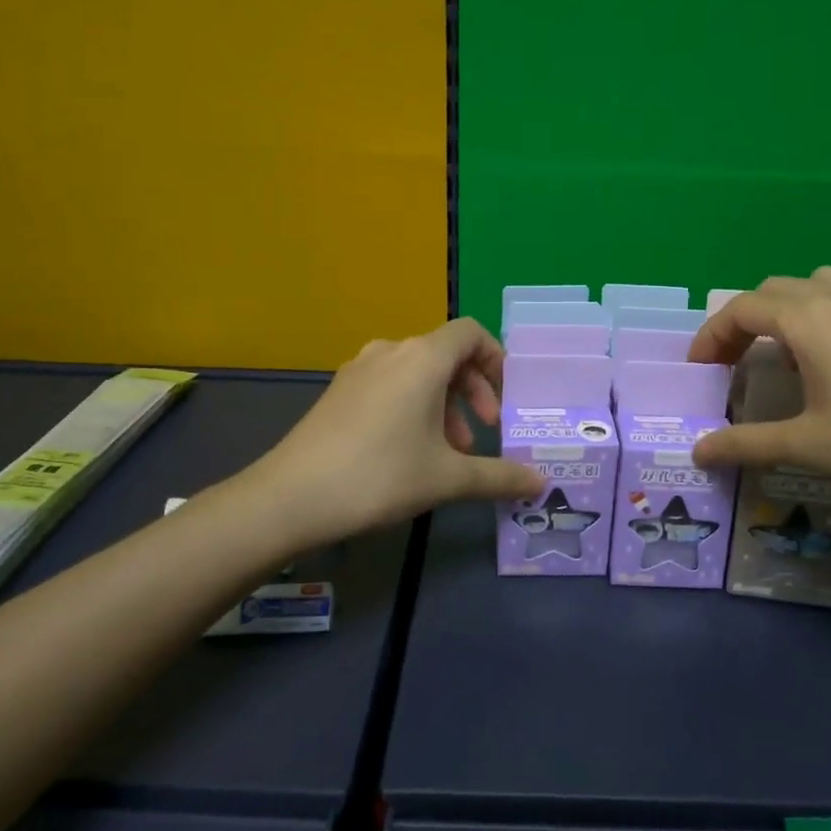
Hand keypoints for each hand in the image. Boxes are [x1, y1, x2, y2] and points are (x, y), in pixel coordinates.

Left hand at [252, 319, 543, 543]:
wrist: (291, 497)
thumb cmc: (380, 476)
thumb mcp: (447, 478)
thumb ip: (499, 476)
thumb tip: (539, 483)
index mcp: (422, 358)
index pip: (470, 333)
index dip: (495, 359)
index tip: (505, 399)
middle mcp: (390, 351)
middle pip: (445, 354)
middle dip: (472, 391)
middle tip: (482, 433)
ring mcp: (359, 369)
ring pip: (417, 373)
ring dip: (443, 404)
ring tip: (448, 452)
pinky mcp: (339, 391)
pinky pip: (389, 384)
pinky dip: (412, 406)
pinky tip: (409, 452)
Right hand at [688, 270, 830, 512]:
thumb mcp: (809, 446)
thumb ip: (746, 444)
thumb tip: (697, 452)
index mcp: (808, 320)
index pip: (740, 309)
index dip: (711, 336)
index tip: (701, 371)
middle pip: (774, 290)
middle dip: (745, 322)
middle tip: (736, 364)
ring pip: (820, 284)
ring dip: (791, 309)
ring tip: (792, 350)